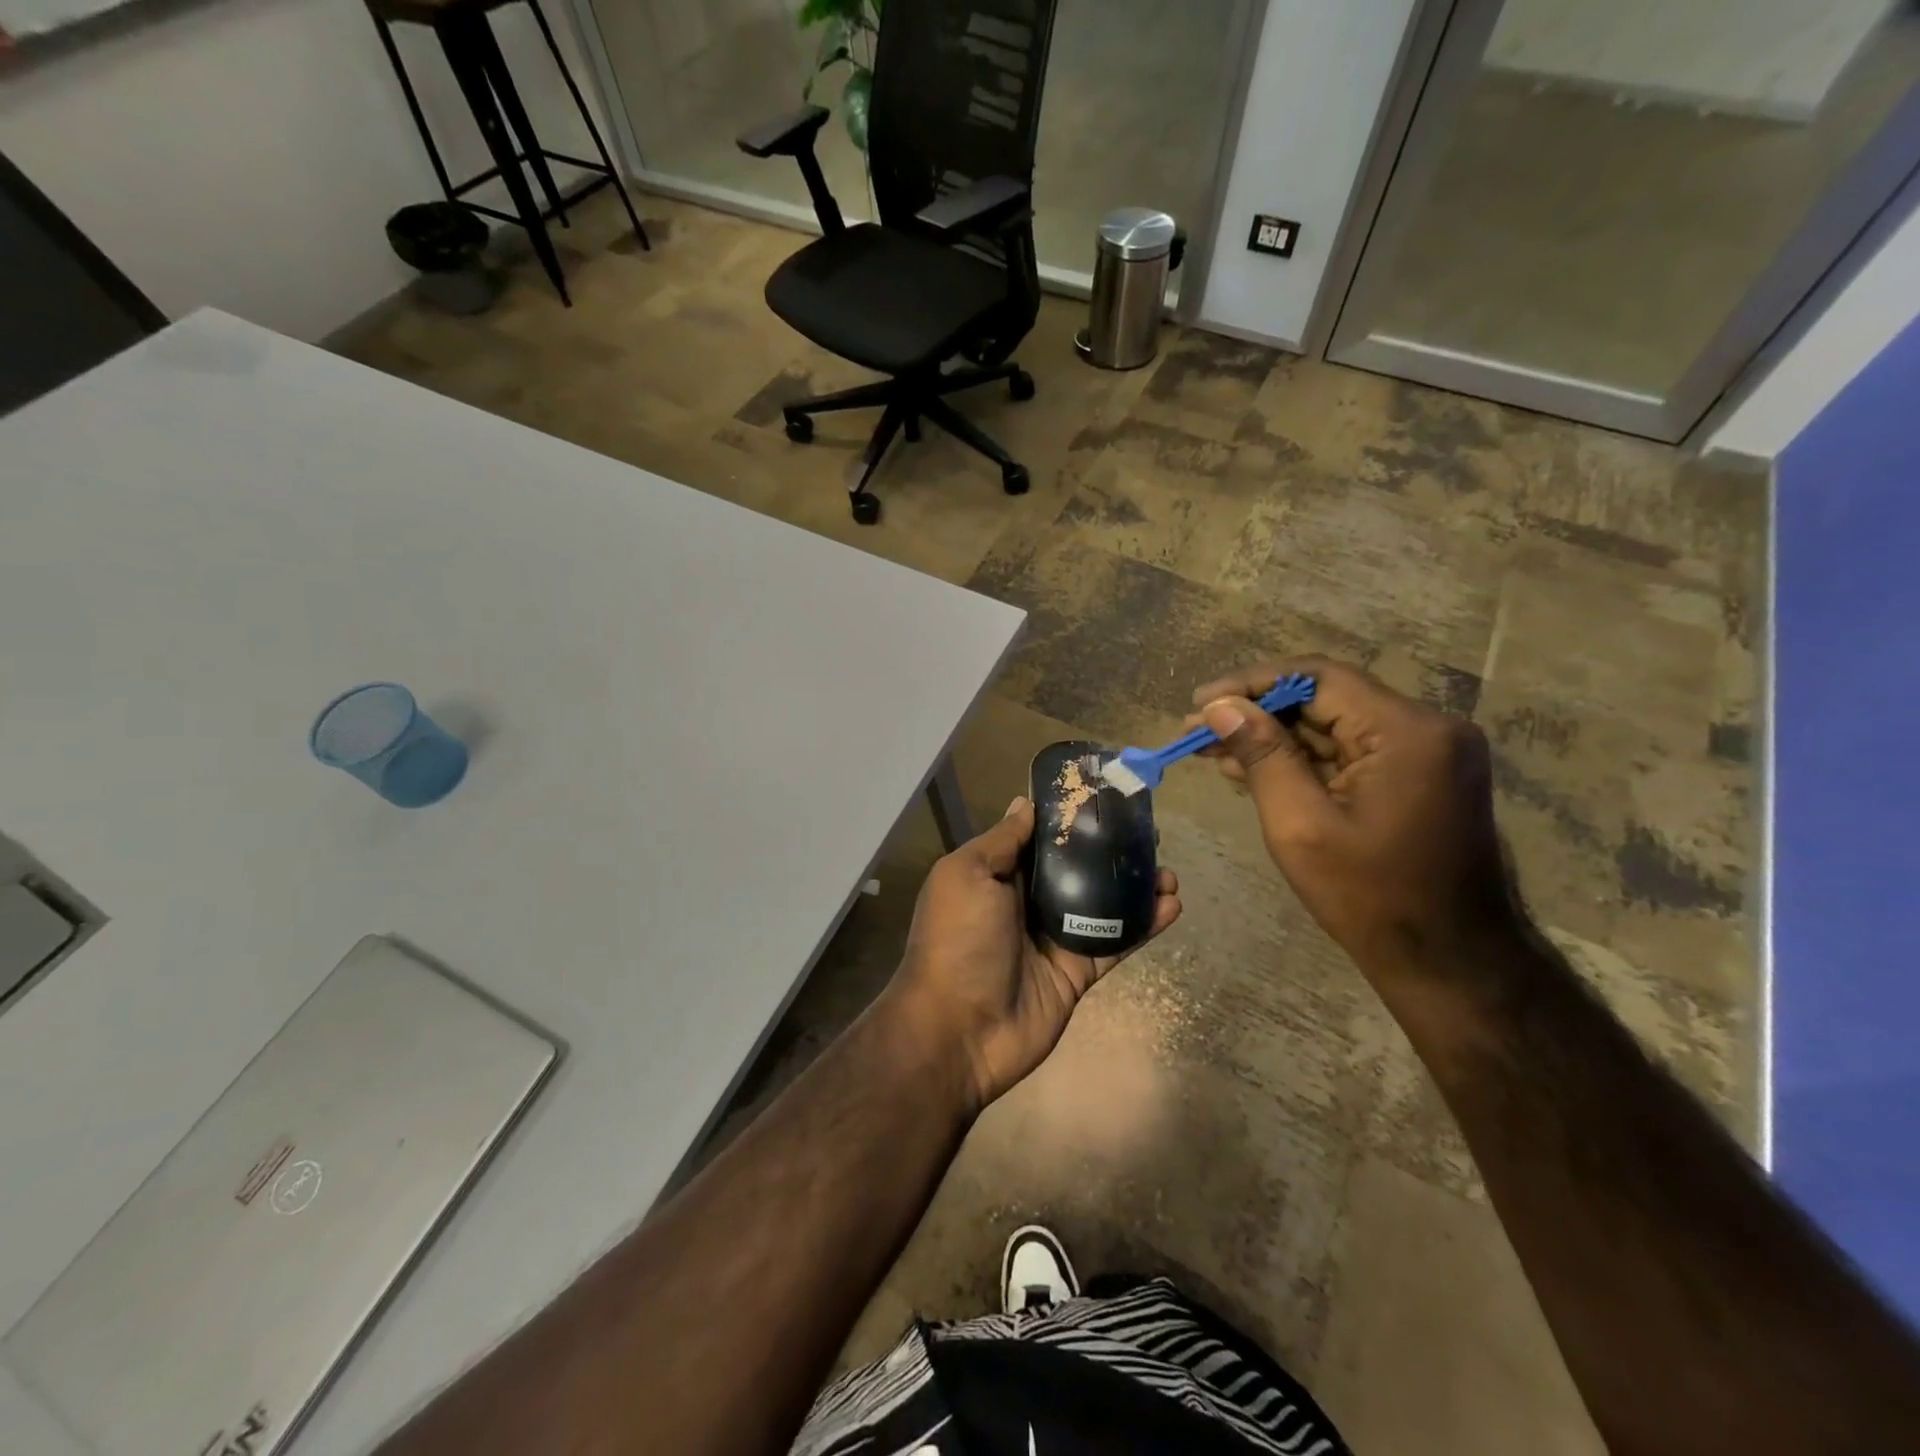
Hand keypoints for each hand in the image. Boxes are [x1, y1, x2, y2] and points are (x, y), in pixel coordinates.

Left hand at [886, 797, 1180, 1110]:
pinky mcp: (1078, 970)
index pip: (1040, 838)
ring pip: (1104, 902)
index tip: (1106, 798)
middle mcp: (1028, 901)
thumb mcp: (967, 875)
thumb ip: (1002, 841)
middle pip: (1077, 868)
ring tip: (1168, 872)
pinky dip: (1144, 925)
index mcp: (998, 875)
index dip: (1070, 819)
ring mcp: (1056, 937)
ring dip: (1136, 886)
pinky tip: (1172, 906)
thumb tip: (1025, 803)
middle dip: (1111, 851)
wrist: (959, 1030)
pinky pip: (1116, 941)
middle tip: (1149, 835)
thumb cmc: (958, 940)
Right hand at [1190, 657, 1520, 985]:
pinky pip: (1350, 752)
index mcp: (1407, 732)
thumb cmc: (1371, 898)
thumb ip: (1261, 755)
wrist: (1450, 963)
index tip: (1201, 703)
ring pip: (1334, 725)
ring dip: (1274, 736)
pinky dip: (1303, 758)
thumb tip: (1219, 708)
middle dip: (1257, 712)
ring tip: (1211, 749)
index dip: (1252, 684)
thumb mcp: (1301, 825)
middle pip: (1326, 699)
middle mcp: (1427, 728)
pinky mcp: (1419, 777)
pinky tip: (1251, 767)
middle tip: (1196, 730)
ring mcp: (1428, 753)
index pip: (1318, 678)